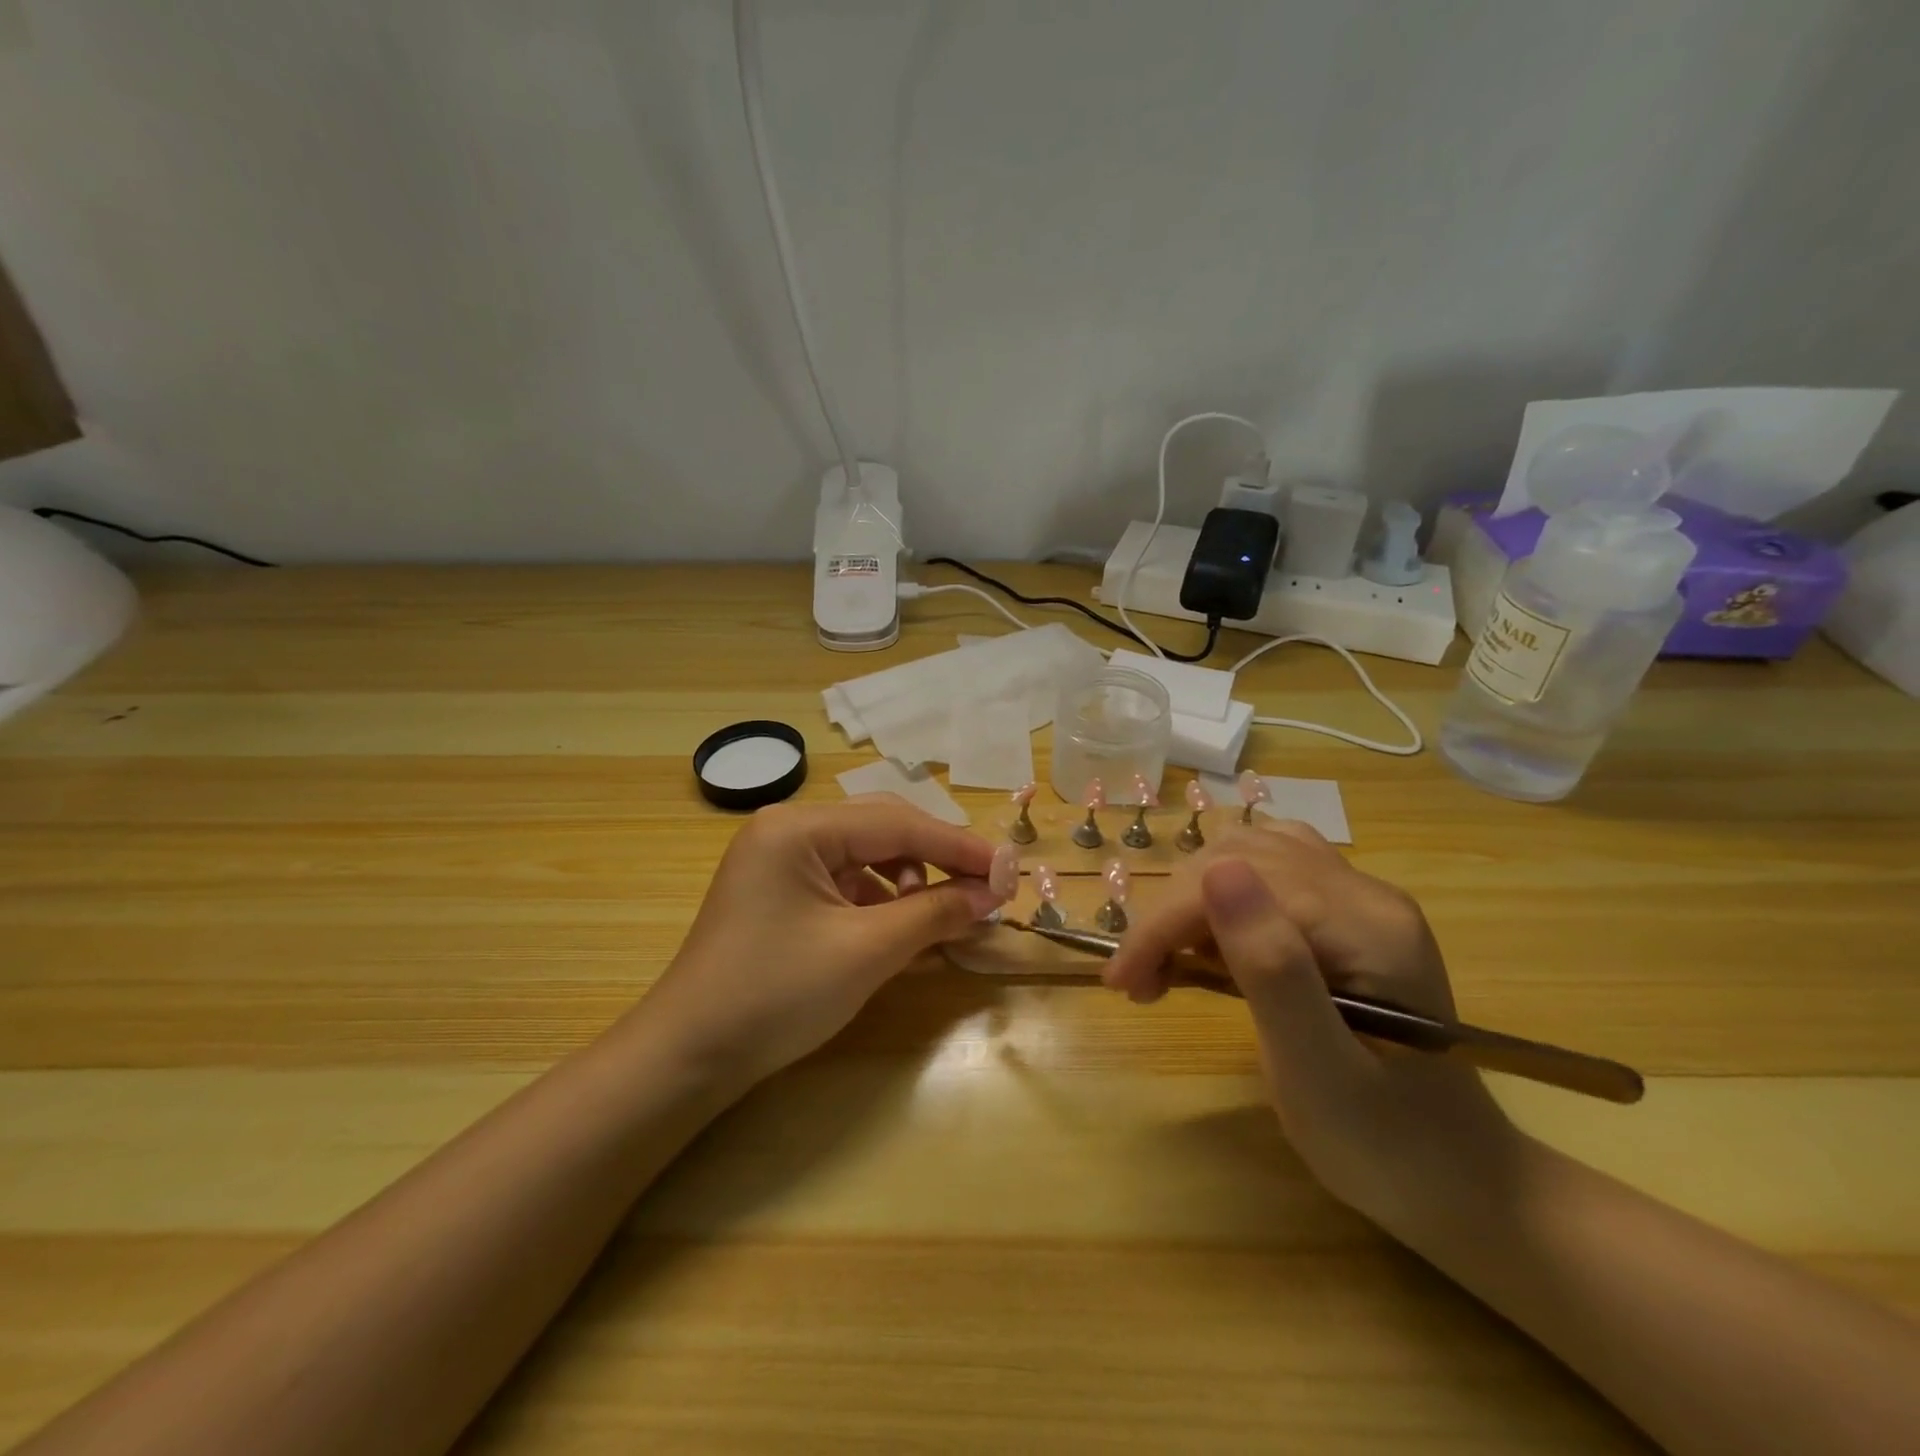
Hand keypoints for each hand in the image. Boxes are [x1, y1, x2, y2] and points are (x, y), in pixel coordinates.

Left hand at [639, 797, 1005, 1085]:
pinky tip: (901, 928)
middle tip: (985, 887)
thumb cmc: (777, 995)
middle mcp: (787, 829)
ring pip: (867, 853)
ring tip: (939, 915)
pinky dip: (881, 899)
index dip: (959, 847)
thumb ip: (935, 912)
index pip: (897, 822)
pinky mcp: (781, 891)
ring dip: (911, 879)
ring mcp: (780, 859)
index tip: (1009, 870)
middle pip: (883, 827)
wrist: (689, 1057)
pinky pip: (845, 879)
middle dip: (937, 858)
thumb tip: (994, 892)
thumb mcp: (866, 951)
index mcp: (798, 827)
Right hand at [1105, 824, 1521, 1235]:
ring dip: (1191, 898)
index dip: (1167, 922)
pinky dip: (1221, 893)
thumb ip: (1272, 968)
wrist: (1461, 1184)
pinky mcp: (1346, 914)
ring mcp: (1359, 898)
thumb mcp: (1318, 1073)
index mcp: (1366, 925)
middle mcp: (1365, 892)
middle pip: (1237, 858)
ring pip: (1246, 853)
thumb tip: (1216, 872)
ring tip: (1170, 961)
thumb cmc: (1387, 1147)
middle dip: (1172, 913)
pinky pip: (1267, 868)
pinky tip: (1211, 935)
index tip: (1122, 981)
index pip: (1238, 883)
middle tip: (1139, 984)